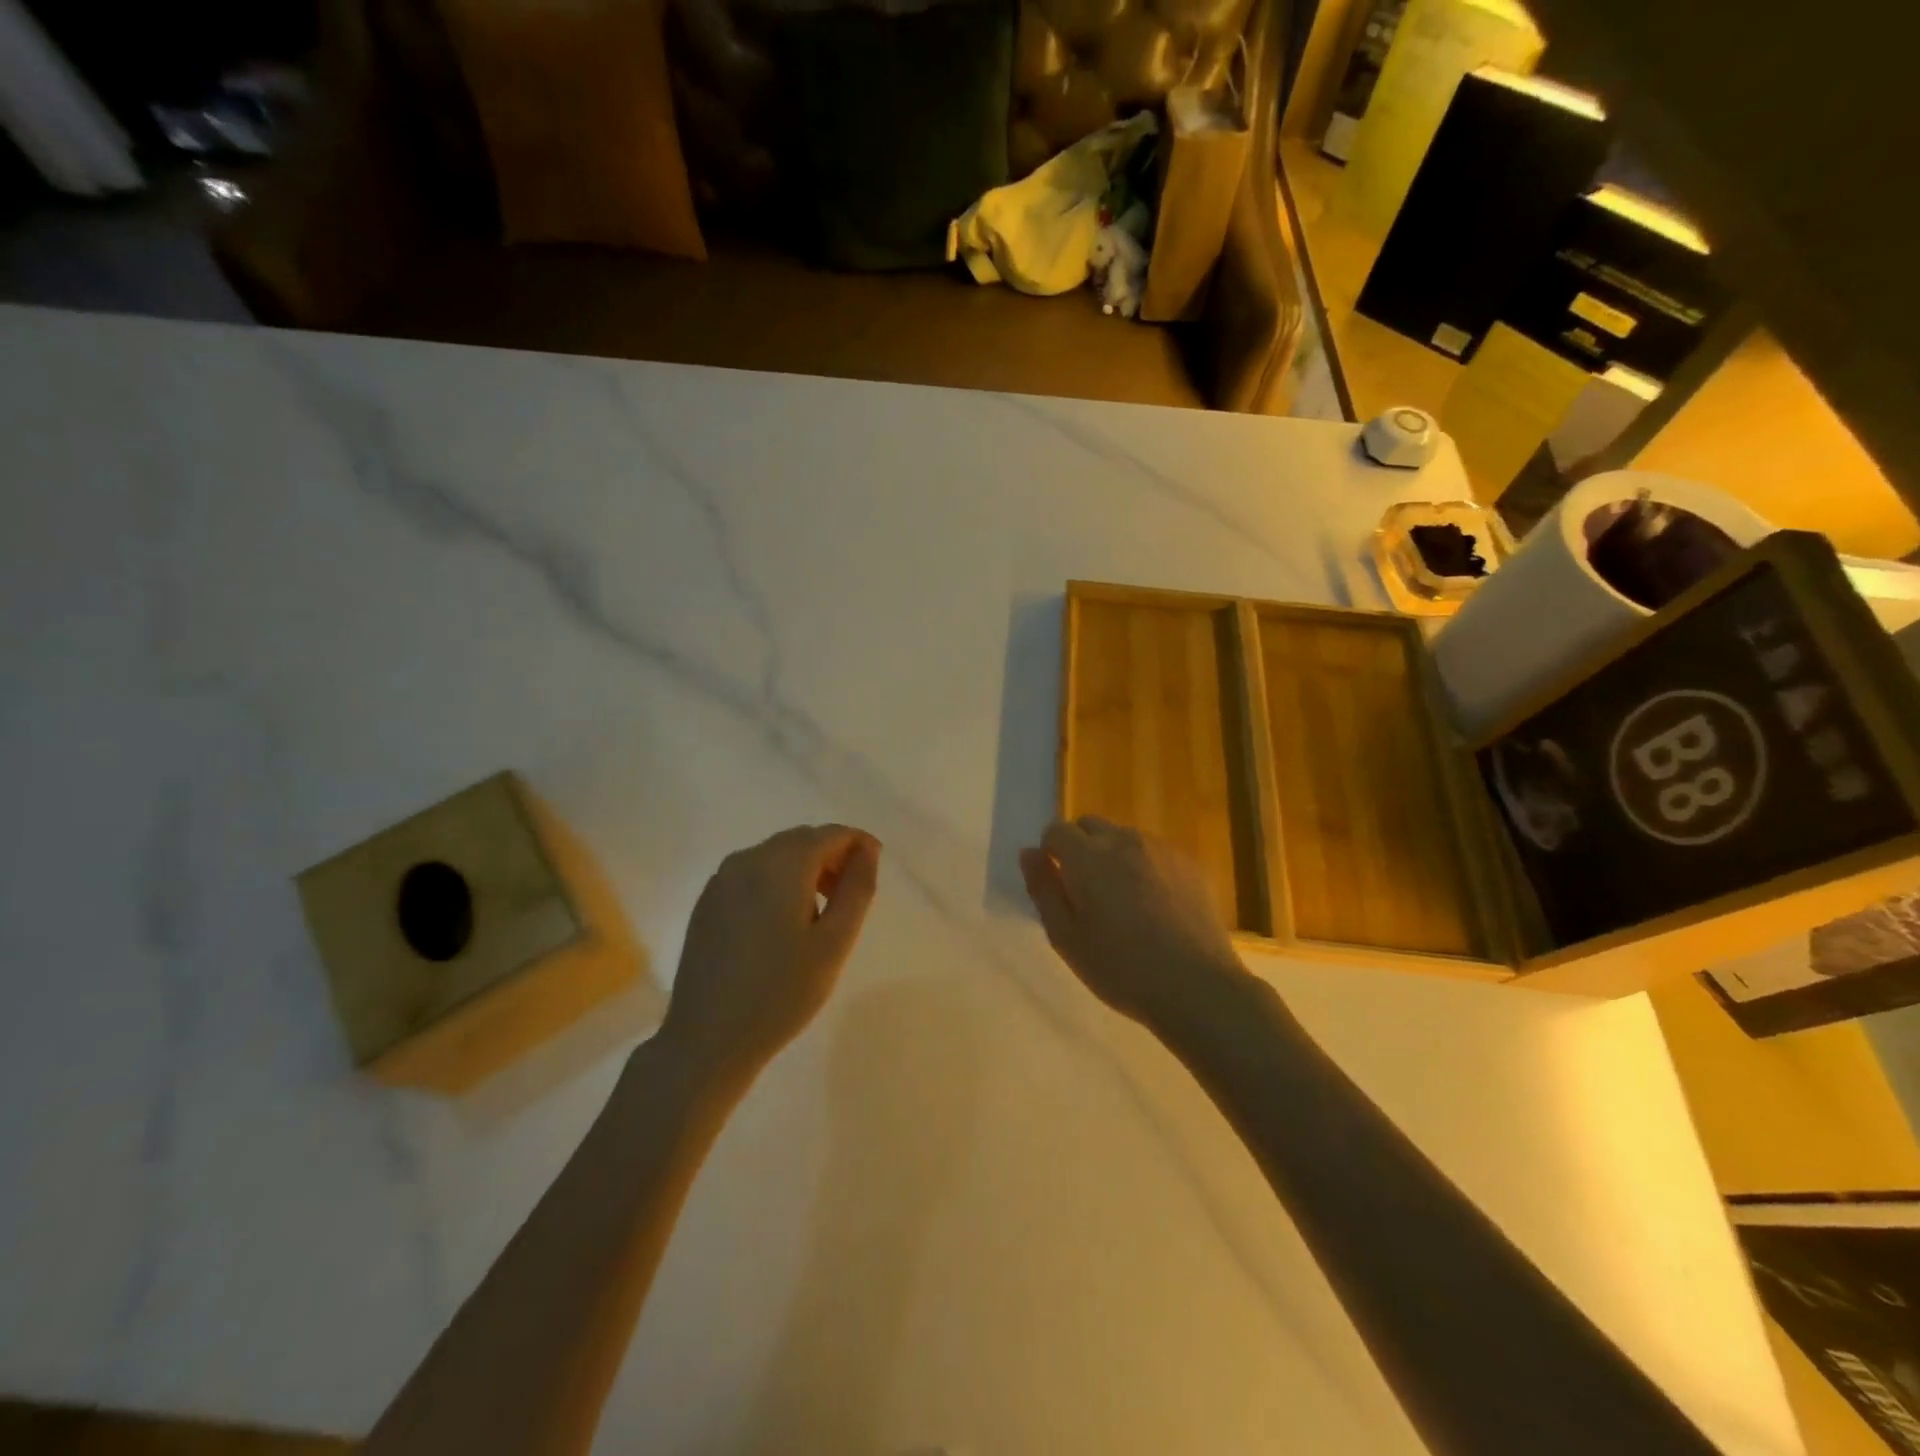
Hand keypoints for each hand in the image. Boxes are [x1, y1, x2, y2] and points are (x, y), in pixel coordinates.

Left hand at [659, 825, 880, 1083]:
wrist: (707, 1039)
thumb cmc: (781, 993)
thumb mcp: (834, 943)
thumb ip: (856, 889)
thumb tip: (867, 851)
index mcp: (781, 864)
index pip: (830, 834)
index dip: (858, 844)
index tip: (875, 869)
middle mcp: (747, 860)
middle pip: (801, 840)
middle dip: (832, 857)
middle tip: (849, 897)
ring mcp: (721, 880)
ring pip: (776, 856)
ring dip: (805, 870)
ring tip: (819, 914)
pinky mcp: (707, 902)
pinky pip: (752, 875)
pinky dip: (777, 883)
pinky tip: (781, 924)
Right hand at [1020, 817, 1248, 1030]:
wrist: (1196, 986)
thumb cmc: (1120, 968)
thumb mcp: (1065, 937)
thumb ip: (1043, 889)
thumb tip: (1029, 853)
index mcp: (1087, 857)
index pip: (1056, 830)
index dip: (1051, 852)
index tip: (1058, 884)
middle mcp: (1123, 841)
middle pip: (1090, 825)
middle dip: (1080, 847)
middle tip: (1086, 892)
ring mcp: (1160, 849)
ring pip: (1124, 837)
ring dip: (1113, 856)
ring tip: (1123, 902)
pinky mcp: (1189, 864)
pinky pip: (1154, 853)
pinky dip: (1144, 867)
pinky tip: (1154, 907)